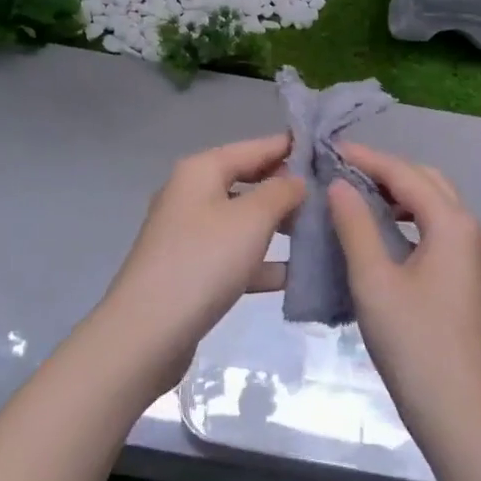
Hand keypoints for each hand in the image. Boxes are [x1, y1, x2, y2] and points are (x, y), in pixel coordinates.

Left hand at [96, 134, 306, 397]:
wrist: (147, 333)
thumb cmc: (203, 262)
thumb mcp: (252, 220)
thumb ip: (281, 192)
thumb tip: (297, 179)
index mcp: (201, 171)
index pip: (255, 147)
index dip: (291, 147)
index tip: (330, 150)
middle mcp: (192, 194)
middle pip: (249, 182)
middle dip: (288, 189)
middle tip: (333, 196)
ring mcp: (190, 234)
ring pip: (244, 221)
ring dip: (279, 226)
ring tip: (322, 232)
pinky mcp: (192, 270)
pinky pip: (235, 255)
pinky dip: (262, 261)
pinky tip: (296, 275)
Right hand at [329, 144, 480, 456]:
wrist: (459, 414)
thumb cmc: (414, 344)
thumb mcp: (374, 280)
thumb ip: (355, 225)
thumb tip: (340, 184)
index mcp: (452, 223)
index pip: (405, 174)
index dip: (366, 158)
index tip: (329, 150)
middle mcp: (470, 230)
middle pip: (426, 182)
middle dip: (385, 170)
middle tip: (341, 170)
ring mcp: (473, 256)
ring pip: (434, 206)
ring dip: (398, 194)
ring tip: (355, 195)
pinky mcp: (467, 278)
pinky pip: (436, 230)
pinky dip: (408, 219)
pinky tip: (380, 233)